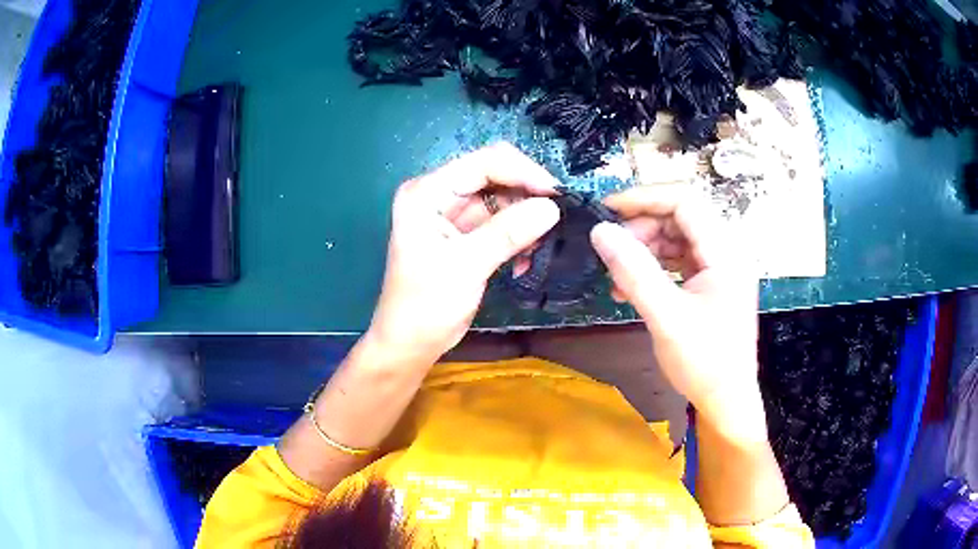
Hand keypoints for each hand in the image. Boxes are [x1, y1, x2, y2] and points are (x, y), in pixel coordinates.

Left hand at [368, 143, 560, 363]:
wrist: (410, 343)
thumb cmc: (426, 305)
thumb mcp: (467, 265)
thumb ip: (508, 232)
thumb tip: (552, 207)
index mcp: (428, 192)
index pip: (484, 163)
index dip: (524, 172)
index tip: (557, 195)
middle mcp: (440, 195)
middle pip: (495, 178)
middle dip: (527, 198)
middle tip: (555, 222)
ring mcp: (453, 215)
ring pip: (503, 201)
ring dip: (525, 222)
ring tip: (536, 249)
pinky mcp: (465, 235)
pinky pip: (501, 223)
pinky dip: (517, 238)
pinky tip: (523, 262)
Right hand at [590, 186, 764, 440]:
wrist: (726, 402)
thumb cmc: (704, 362)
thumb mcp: (666, 317)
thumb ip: (634, 271)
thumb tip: (600, 231)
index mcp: (725, 251)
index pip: (684, 200)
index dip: (644, 198)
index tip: (607, 210)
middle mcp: (726, 251)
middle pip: (680, 216)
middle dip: (641, 228)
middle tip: (612, 252)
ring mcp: (720, 267)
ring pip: (676, 237)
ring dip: (644, 249)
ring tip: (617, 275)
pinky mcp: (711, 282)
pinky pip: (679, 259)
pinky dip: (653, 267)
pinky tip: (630, 287)